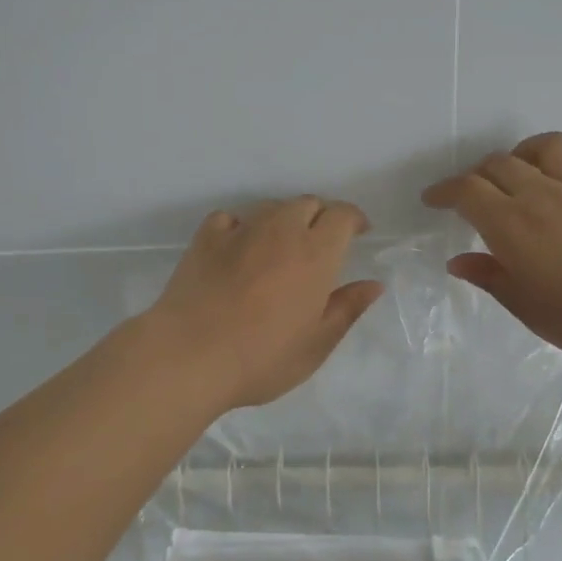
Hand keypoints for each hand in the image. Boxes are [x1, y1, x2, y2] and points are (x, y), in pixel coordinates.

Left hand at [145, 197, 384, 410]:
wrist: (189, 356)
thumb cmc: (262, 358)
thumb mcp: (316, 344)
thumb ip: (347, 309)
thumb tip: (373, 284)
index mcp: (315, 254)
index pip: (342, 215)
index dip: (353, 219)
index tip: (359, 232)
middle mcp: (280, 231)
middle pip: (308, 203)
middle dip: (321, 216)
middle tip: (321, 244)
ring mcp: (240, 230)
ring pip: (271, 207)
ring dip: (284, 219)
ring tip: (282, 247)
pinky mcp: (205, 238)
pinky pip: (231, 218)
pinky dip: (242, 226)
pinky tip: (239, 248)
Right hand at [422, 132, 561, 366]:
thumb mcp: (526, 307)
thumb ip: (490, 278)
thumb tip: (458, 262)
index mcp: (512, 225)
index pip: (467, 191)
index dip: (444, 191)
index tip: (433, 200)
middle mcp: (543, 197)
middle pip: (500, 163)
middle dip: (477, 174)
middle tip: (472, 198)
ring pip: (548, 147)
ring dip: (526, 153)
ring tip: (520, 175)